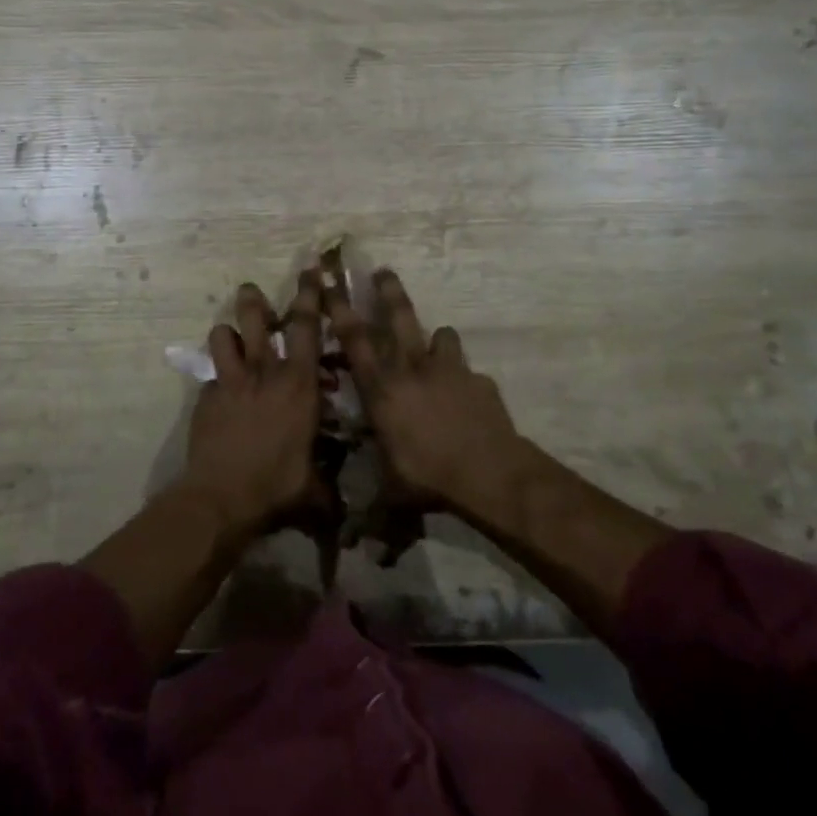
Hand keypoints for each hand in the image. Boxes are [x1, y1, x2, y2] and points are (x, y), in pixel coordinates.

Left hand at [179, 273, 327, 537]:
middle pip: (256, 318)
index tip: (310, 271)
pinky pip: (211, 375)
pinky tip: (220, 394)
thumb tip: (345, 509)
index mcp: (298, 383)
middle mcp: (264, 372)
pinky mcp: (206, 397)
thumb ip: (330, 486)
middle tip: (251, 289)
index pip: (307, 327)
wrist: (221, 497)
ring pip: (224, 336)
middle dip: (254, 298)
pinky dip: (217, 377)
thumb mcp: (316, 488)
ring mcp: (230, 381)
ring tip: (232, 338)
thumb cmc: (277, 486)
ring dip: (229, 332)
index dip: (310, 295)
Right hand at [326, 270, 532, 517]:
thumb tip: (353, 546)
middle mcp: (411, 369)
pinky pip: (469, 370)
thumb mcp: (392, 496)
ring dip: (436, 336)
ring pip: (439, 335)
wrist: (487, 473)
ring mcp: (448, 370)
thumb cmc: (428, 479)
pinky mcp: (478, 380)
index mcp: (382, 390)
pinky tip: (469, 393)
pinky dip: (465, 376)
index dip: (340, 310)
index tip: (329, 284)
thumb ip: (373, 513)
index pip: (354, 342)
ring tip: (437, 340)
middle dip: (388, 291)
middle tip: (382, 269)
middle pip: (397, 318)